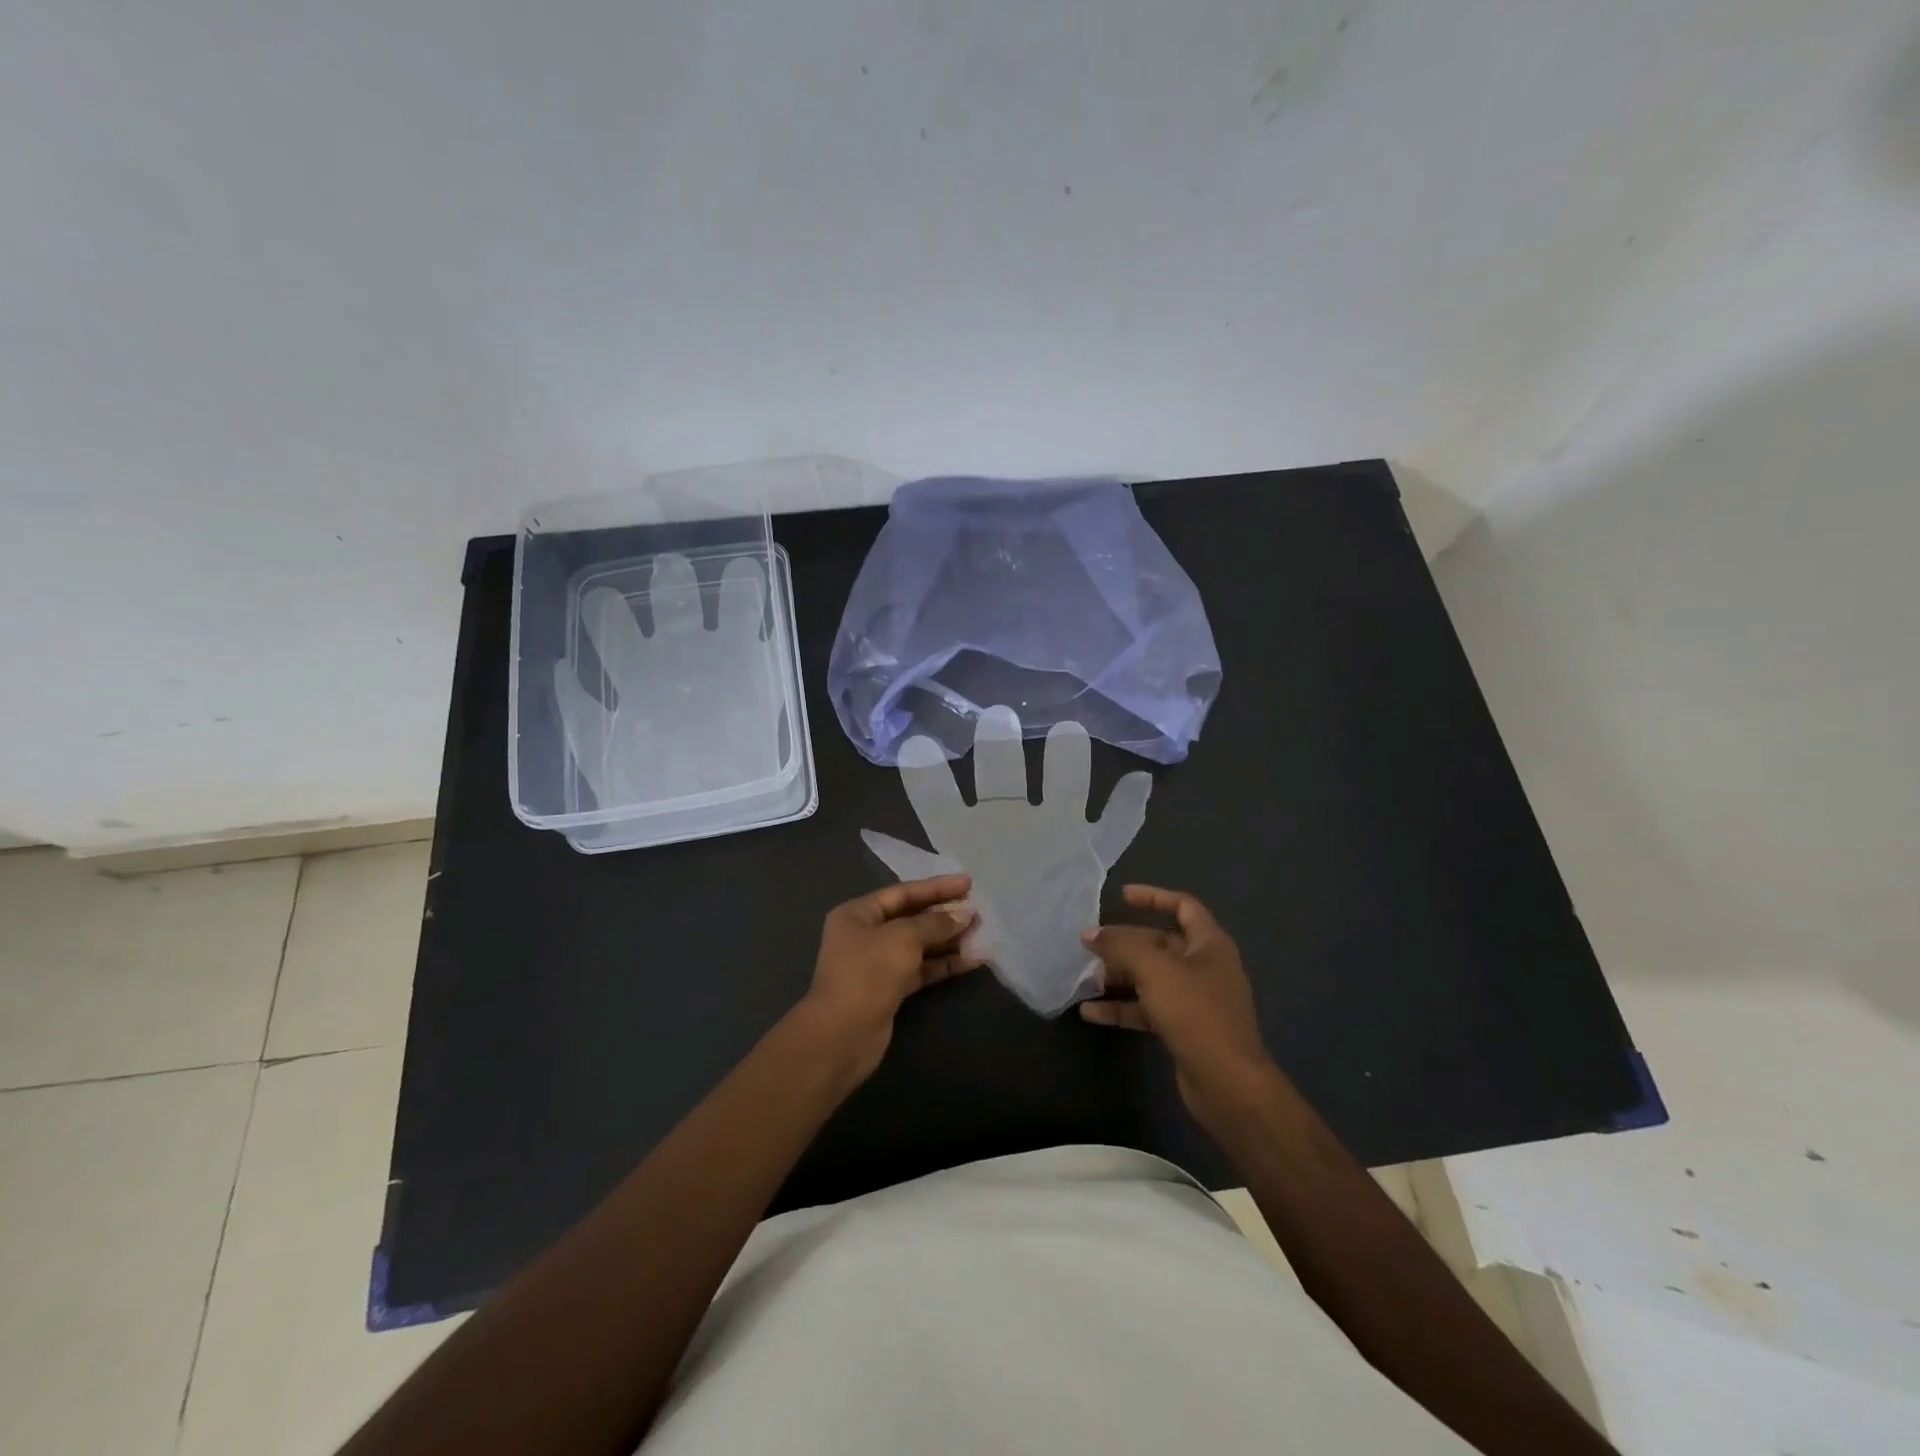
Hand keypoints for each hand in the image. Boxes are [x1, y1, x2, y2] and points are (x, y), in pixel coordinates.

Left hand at [795, 874, 981, 1084]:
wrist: (842, 1035)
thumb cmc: (867, 973)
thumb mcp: (903, 938)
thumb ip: (934, 924)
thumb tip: (964, 914)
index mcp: (858, 913)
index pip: (903, 892)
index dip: (937, 887)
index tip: (968, 883)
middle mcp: (866, 934)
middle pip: (912, 918)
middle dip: (945, 915)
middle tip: (978, 911)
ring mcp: (878, 963)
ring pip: (919, 945)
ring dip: (949, 940)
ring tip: (981, 935)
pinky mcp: (891, 989)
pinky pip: (922, 969)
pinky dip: (944, 964)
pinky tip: (972, 961)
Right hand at [1080, 885, 1279, 1129]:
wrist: (1227, 1084)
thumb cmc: (1196, 1013)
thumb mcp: (1154, 970)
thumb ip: (1120, 946)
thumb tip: (1090, 933)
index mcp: (1209, 944)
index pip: (1183, 906)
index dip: (1153, 897)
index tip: (1121, 896)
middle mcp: (1204, 967)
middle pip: (1160, 943)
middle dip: (1126, 943)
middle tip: (1092, 944)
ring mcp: (1195, 1000)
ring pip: (1151, 977)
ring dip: (1120, 976)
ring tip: (1087, 977)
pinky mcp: (1183, 1029)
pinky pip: (1147, 1009)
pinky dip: (1122, 1008)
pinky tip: (1090, 1013)